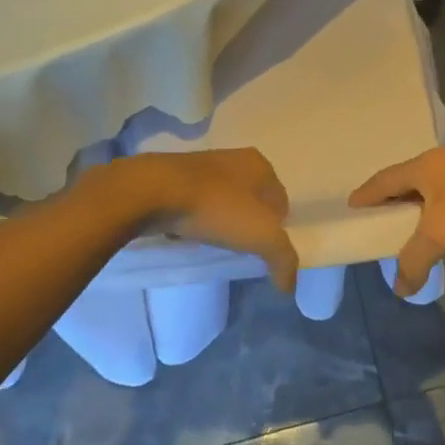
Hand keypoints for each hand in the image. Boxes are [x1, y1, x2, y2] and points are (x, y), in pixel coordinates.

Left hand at [112, 149, 297, 291]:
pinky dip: (195, 217)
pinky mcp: (175, 176)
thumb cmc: (217, 207)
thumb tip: (290, 286)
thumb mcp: (261, 236)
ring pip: (223, 200)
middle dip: (248, 224)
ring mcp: (203, 165)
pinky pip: (195, 202)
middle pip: (252, 200)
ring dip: (221, 220)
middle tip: (239, 249)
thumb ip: (283, 259)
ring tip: (212, 243)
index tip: (262, 250)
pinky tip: (188, 233)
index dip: (276, 228)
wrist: (154, 191)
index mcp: (261, 165)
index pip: (280, 201)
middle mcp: (235, 158)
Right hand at [349, 147, 444, 296]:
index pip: (383, 180)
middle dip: (390, 199)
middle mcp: (439, 159)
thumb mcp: (442, 235)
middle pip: (405, 179)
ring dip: (417, 203)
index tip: (351, 207)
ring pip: (430, 184)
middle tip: (379, 220)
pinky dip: (439, 204)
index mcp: (421, 167)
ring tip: (411, 225)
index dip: (366, 195)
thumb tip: (399, 288)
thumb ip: (415, 260)